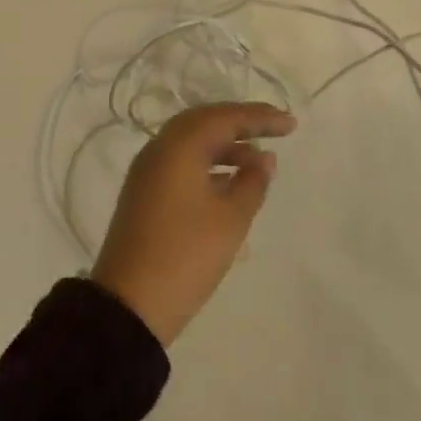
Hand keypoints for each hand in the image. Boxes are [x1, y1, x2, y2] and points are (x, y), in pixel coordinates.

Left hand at [90, 102, 293, 346]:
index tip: (291, 124)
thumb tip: (264, 157)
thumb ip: (252, 182)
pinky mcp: (144, 192)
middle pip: (204, 122)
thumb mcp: (230, 219)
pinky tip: (230, 183)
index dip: (260, 117)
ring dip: (225, 146)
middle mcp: (159, 148)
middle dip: (240, 124)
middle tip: (274, 131)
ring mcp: (148, 170)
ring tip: (259, 162)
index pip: (224, 117)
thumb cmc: (186, 255)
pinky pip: (181, 162)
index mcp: (178, 145)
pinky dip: (208, 164)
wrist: (129, 303)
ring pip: (191, 143)